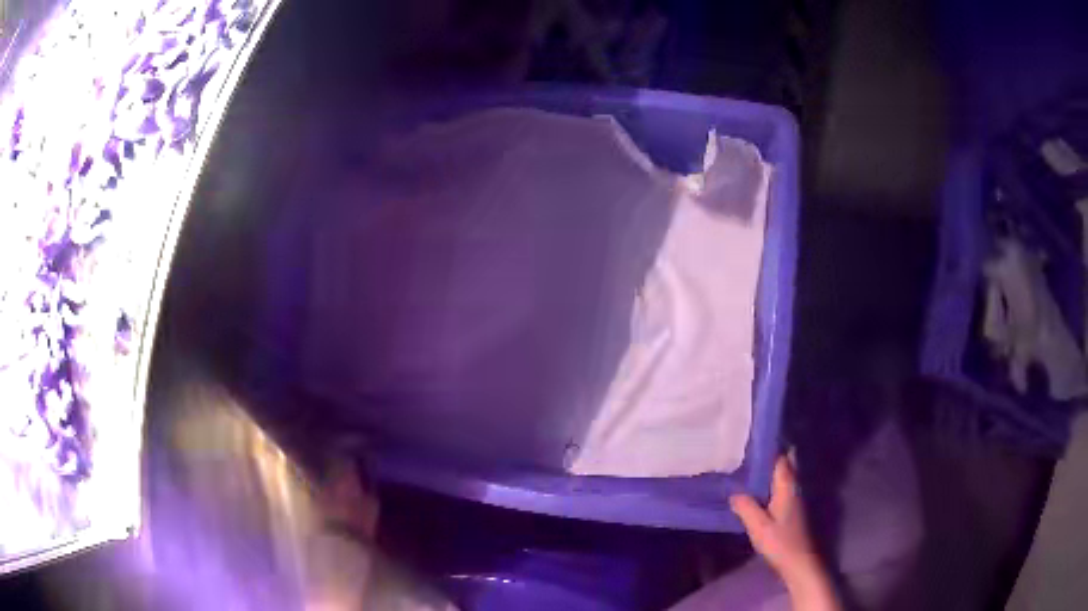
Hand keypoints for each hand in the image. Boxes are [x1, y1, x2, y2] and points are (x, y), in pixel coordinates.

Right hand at [730, 455, 839, 610]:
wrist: (799, 562)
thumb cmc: (781, 542)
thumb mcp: (759, 526)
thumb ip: (746, 507)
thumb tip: (733, 492)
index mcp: (787, 487)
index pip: (782, 459)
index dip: (771, 446)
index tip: (756, 436)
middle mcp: (793, 488)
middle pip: (786, 465)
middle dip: (773, 454)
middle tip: (751, 448)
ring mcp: (794, 499)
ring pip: (784, 476)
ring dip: (771, 469)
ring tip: (749, 464)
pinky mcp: (791, 510)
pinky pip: (781, 487)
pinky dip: (771, 482)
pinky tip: (757, 488)